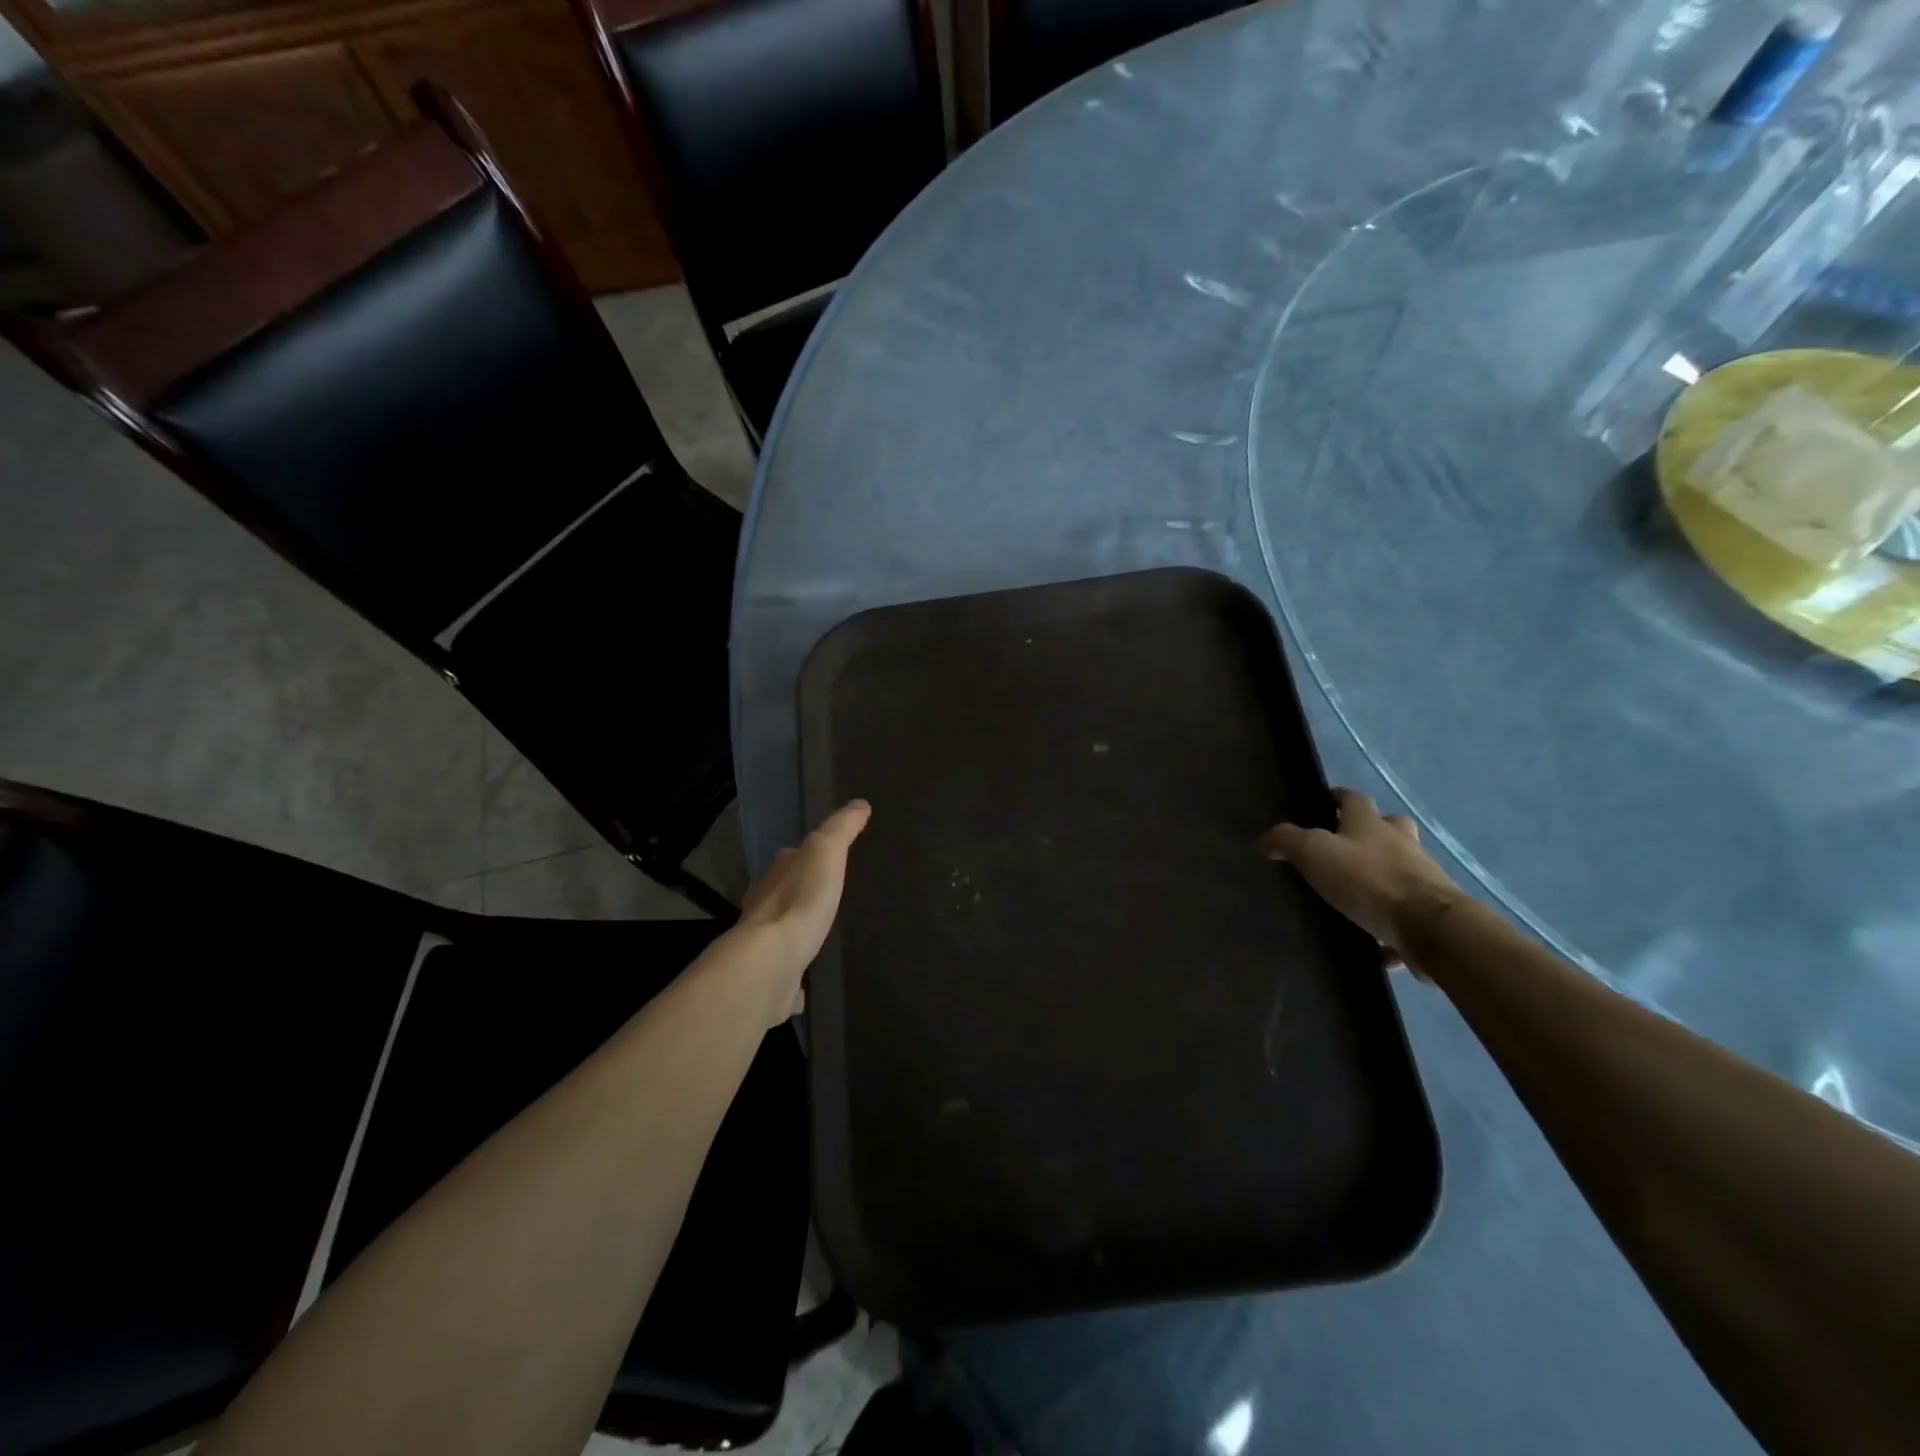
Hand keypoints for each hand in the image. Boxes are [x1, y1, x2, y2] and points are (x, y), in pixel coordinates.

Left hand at [735, 800, 870, 1023]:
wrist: (772, 963)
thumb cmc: (801, 900)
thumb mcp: (826, 852)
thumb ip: (841, 829)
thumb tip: (860, 804)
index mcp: (775, 877)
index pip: (789, 858)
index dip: (803, 856)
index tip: (821, 857)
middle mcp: (763, 907)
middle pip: (781, 894)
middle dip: (796, 894)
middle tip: (822, 897)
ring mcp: (764, 946)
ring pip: (780, 933)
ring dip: (793, 933)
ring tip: (815, 936)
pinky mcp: (770, 980)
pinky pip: (784, 976)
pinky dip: (793, 979)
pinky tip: (804, 988)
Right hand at [1261, 788, 1460, 969]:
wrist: (1430, 925)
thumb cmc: (1368, 880)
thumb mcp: (1314, 853)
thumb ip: (1287, 841)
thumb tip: (1265, 840)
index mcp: (1370, 824)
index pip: (1354, 798)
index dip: (1340, 796)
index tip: (1326, 800)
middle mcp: (1401, 843)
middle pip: (1390, 825)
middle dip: (1373, 829)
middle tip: (1349, 843)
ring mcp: (1422, 875)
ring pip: (1403, 865)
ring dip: (1386, 872)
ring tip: (1360, 893)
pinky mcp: (1433, 909)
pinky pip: (1409, 910)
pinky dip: (1394, 921)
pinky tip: (1378, 943)